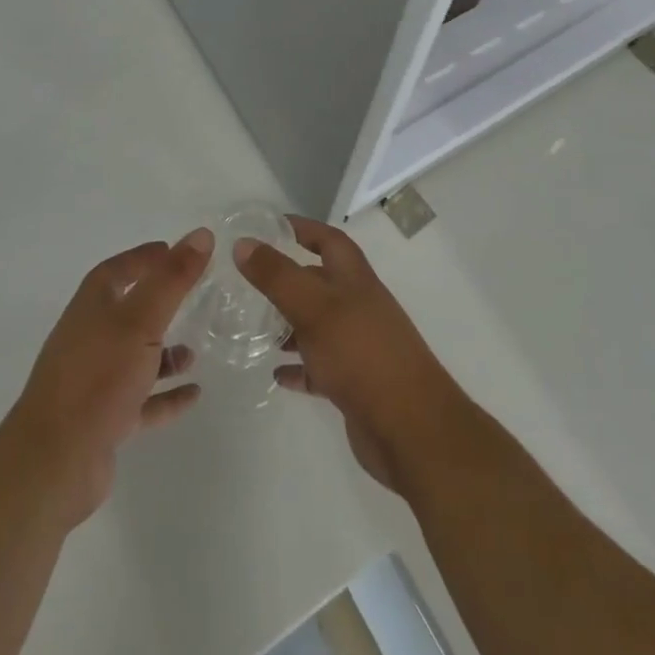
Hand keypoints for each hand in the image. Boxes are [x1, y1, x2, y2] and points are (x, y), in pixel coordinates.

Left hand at [0, 229, 212, 527]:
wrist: (54, 462)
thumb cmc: (98, 377)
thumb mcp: (141, 320)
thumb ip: (172, 278)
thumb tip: (201, 234)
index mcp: (92, 307)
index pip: (117, 270)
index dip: (143, 258)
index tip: (173, 250)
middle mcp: (90, 338)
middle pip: (127, 311)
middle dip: (158, 303)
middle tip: (193, 296)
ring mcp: (95, 381)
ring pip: (135, 357)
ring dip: (164, 353)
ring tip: (196, 351)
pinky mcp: (103, 420)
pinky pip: (142, 400)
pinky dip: (166, 395)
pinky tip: (194, 394)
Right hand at [235, 217, 466, 493]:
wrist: (411, 428)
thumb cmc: (361, 353)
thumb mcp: (313, 307)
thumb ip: (277, 275)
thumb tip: (243, 243)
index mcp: (354, 278)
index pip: (327, 240)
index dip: (302, 228)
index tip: (270, 226)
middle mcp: (358, 305)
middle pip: (320, 282)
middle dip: (288, 279)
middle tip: (250, 284)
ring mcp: (358, 345)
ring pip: (318, 325)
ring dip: (290, 324)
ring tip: (257, 329)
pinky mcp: (355, 383)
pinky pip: (320, 367)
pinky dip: (299, 367)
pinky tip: (276, 373)